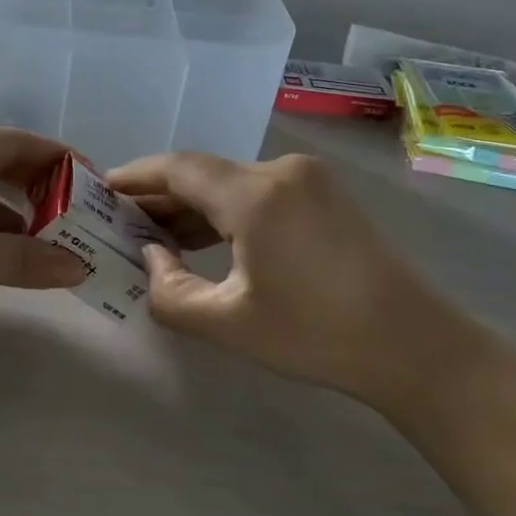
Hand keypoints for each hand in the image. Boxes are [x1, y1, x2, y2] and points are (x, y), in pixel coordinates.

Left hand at [0, 129, 86, 341]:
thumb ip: (25, 259)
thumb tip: (81, 268)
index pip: (16, 142)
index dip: (59, 159)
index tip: (97, 185)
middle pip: (2, 166)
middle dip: (43, 189)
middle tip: (83, 217)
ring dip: (21, 218)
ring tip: (60, 242)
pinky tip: (18, 260)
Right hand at [105, 152, 469, 407]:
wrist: (413, 347)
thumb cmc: (315, 335)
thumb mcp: (228, 323)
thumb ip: (169, 291)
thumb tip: (151, 255)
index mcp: (257, 194)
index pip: (179, 168)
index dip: (135, 176)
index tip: (101, 188)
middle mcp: (281, 171)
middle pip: (204, 173)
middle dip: (160, 197)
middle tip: (121, 222)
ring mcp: (308, 180)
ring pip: (231, 183)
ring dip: (193, 206)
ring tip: (155, 235)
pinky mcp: (324, 195)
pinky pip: (258, 193)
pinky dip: (225, 212)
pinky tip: (204, 238)